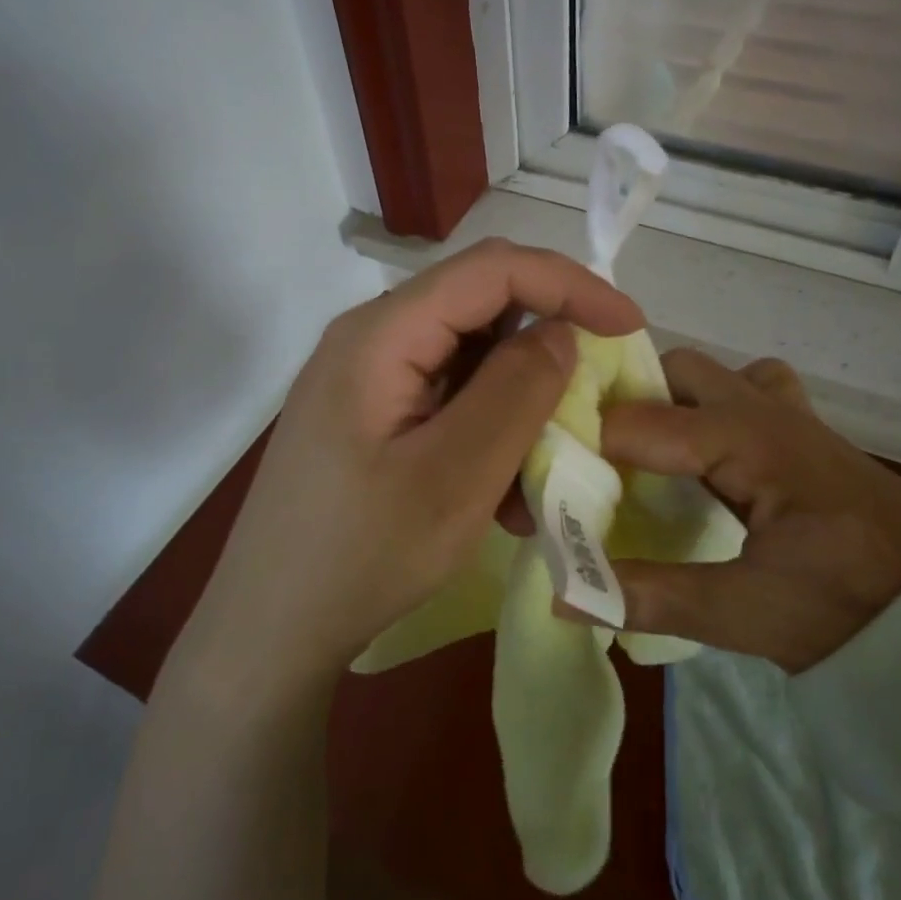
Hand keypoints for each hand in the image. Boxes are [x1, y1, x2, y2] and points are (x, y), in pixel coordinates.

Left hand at [184, 240, 642, 697]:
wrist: (271, 628)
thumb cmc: (361, 555)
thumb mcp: (455, 477)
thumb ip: (515, 392)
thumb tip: (560, 331)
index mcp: (380, 334)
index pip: (490, 270)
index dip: (568, 284)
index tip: (629, 325)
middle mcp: (370, 339)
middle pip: (478, 307)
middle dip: (547, 340)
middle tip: (595, 389)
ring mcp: (367, 379)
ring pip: (469, 358)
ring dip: (519, 400)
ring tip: (547, 465)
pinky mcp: (371, 416)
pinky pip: (447, 399)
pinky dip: (489, 431)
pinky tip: (504, 493)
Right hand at [592, 348, 900, 674]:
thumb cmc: (853, 606)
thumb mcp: (748, 612)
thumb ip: (652, 597)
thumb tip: (561, 594)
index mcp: (747, 440)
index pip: (639, 423)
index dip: (585, 447)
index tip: (546, 477)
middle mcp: (761, 408)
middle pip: (672, 374)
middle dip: (626, 404)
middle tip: (593, 464)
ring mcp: (785, 412)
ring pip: (706, 377)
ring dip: (666, 402)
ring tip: (635, 458)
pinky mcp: (799, 430)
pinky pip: (744, 391)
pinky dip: (710, 408)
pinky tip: (702, 456)